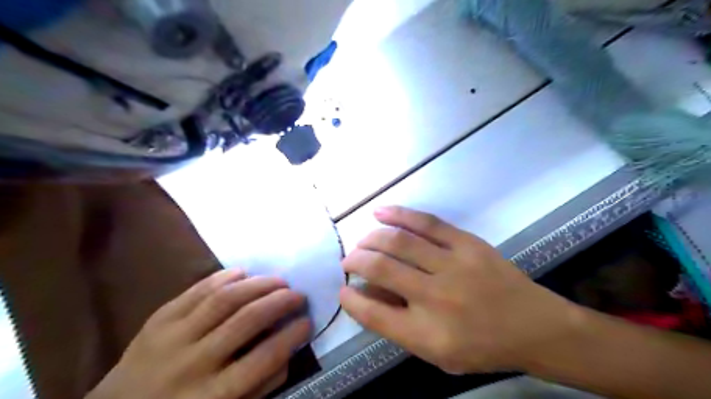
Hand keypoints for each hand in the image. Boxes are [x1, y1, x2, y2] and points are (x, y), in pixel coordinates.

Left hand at [90, 269, 311, 396]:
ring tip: (278, 280)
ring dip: (257, 285)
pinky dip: (223, 277)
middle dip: (279, 302)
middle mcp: (193, 364)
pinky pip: (196, 291)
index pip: (264, 359)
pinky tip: (243, 272)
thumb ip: (260, 387)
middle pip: (246, 321)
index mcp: (212, 396)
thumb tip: (289, 351)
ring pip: (224, 299)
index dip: (291, 336)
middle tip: (298, 294)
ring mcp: (172, 338)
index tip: (307, 321)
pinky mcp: (158, 320)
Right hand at [339, 207, 582, 375]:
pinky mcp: (467, 243)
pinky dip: (398, 215)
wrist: (534, 326)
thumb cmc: (482, 347)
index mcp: (427, 334)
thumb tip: (369, 293)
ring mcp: (453, 265)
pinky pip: (426, 222)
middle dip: (355, 261)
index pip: (373, 314)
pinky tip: (380, 212)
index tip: (343, 290)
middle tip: (348, 261)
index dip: (351, 300)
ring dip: (371, 238)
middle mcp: (436, 297)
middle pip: (380, 269)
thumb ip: (399, 327)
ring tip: (362, 242)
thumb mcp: (437, 353)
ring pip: (398, 242)